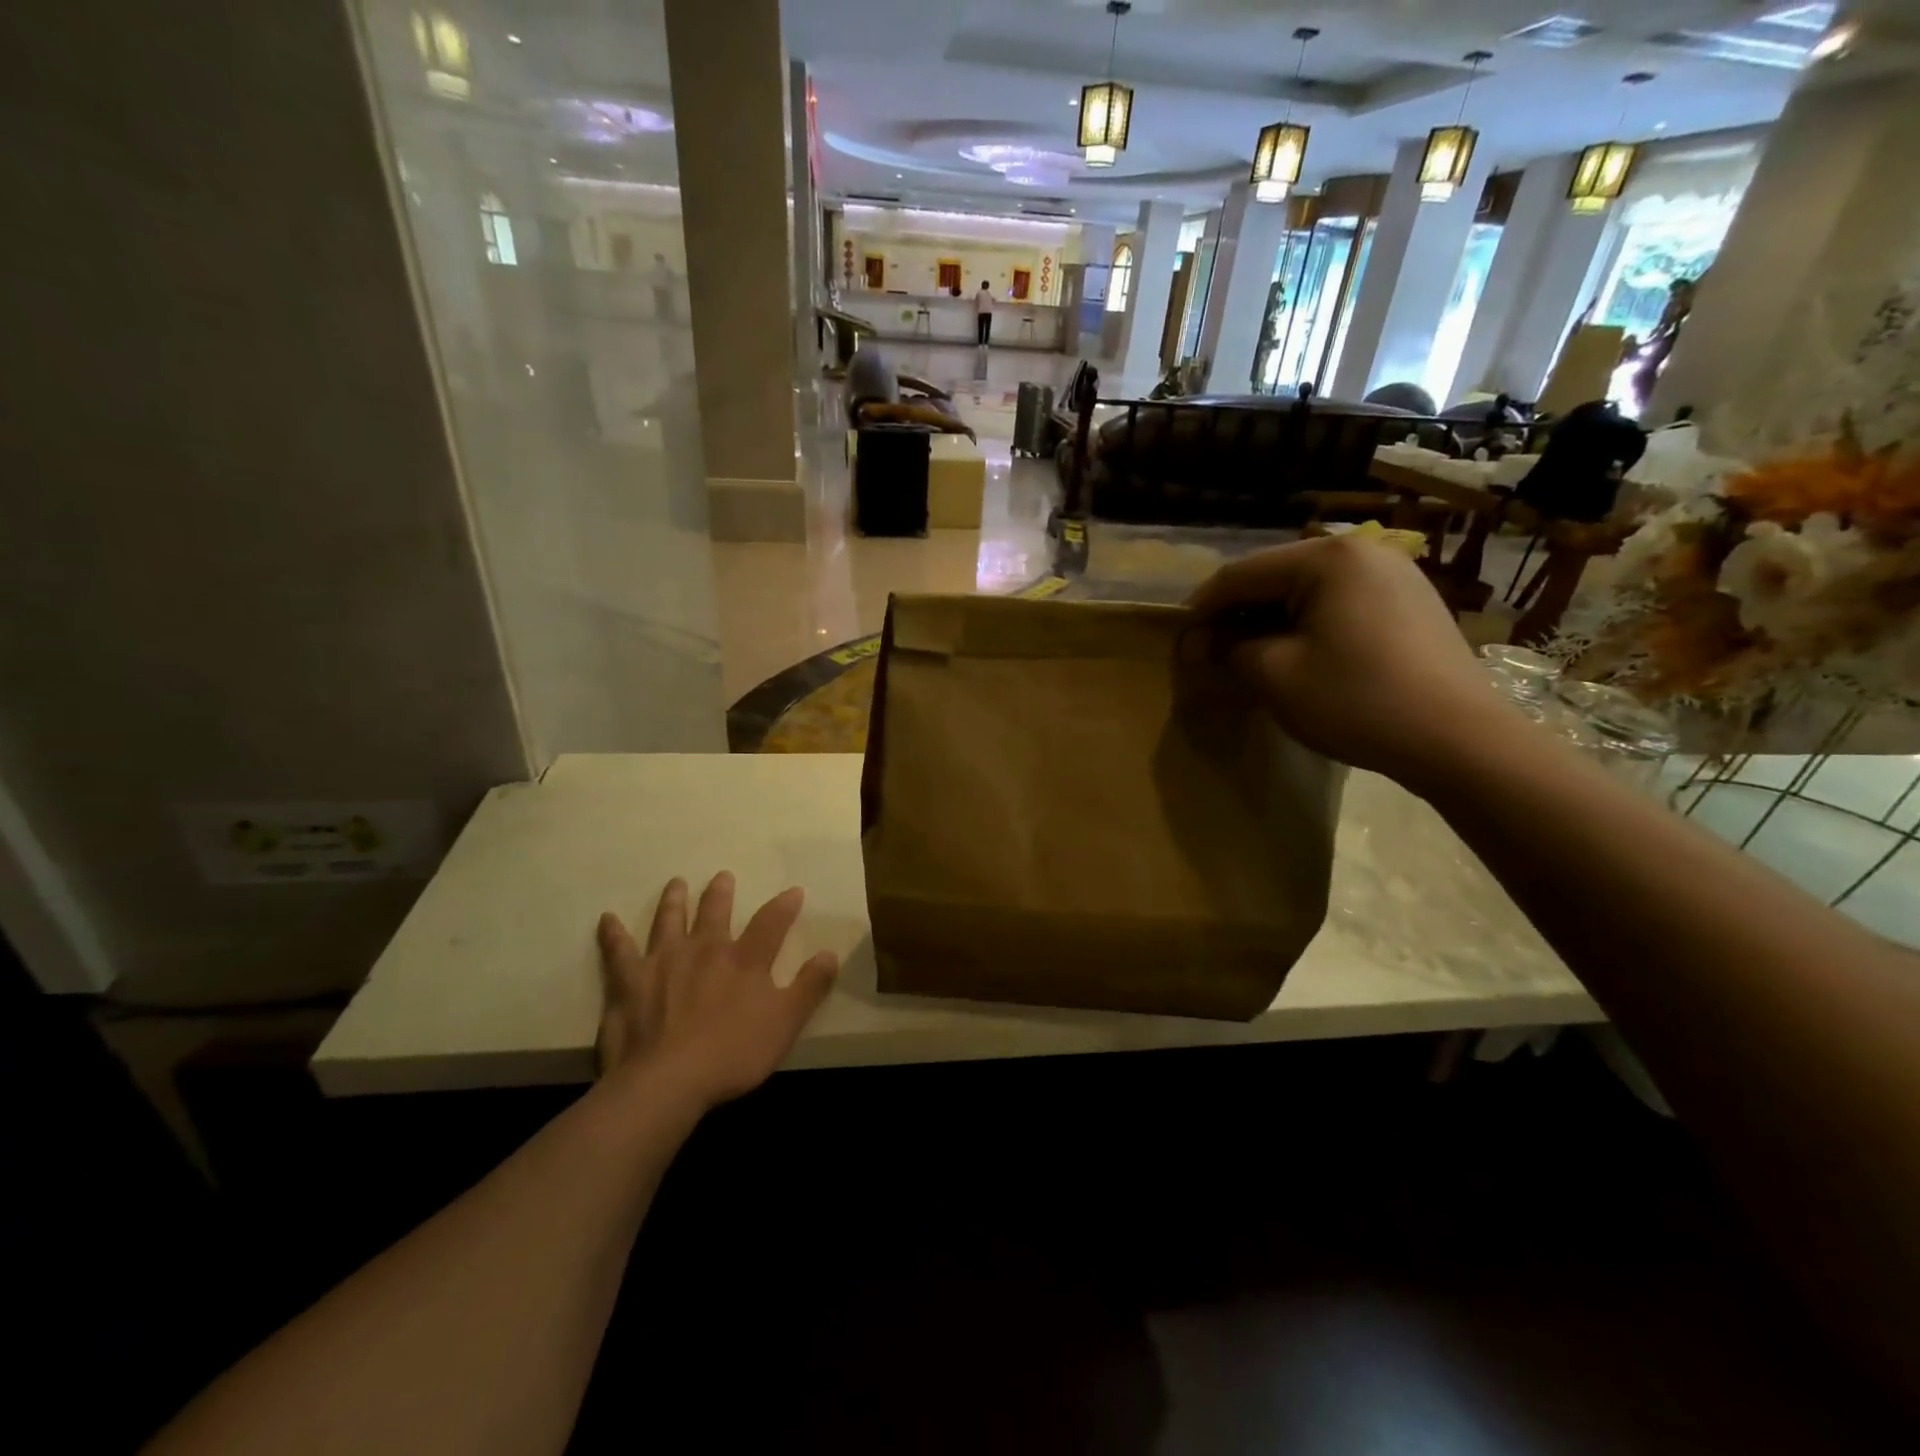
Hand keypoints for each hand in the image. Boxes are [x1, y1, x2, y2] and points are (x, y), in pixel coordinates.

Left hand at [595, 873, 837, 1110]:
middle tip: (722, 876)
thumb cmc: (733, 1053)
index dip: (785, 905)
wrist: (668, 1081)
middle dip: (720, 893)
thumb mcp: (786, 1022)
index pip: (771, 922)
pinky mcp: (628, 982)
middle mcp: (704, 950)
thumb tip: (830, 953)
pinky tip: (607, 919)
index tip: (794, 891)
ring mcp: (663, 962)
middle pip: (714, 912)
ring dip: (674, 901)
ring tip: (676, 884)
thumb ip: (810, 987)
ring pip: (669, 921)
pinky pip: (618, 951)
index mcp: (744, 959)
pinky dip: (613, 934)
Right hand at [1187, 536, 1510, 786]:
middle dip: (1236, 616)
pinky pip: (1338, 605)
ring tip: (1247, 659)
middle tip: (1210, 655)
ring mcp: (1393, 575)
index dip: (1201, 609)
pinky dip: (1305, 627)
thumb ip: (1229, 651)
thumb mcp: (1275, 676)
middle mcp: (1362, 551)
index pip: (1240, 574)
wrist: (1459, 740)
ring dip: (1269, 623)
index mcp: (1327, 558)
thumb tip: (1204, 645)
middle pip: (1274, 578)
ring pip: (1306, 593)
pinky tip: (1295, 658)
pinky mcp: (1409, 603)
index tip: (1179, 643)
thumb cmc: (1357, 700)